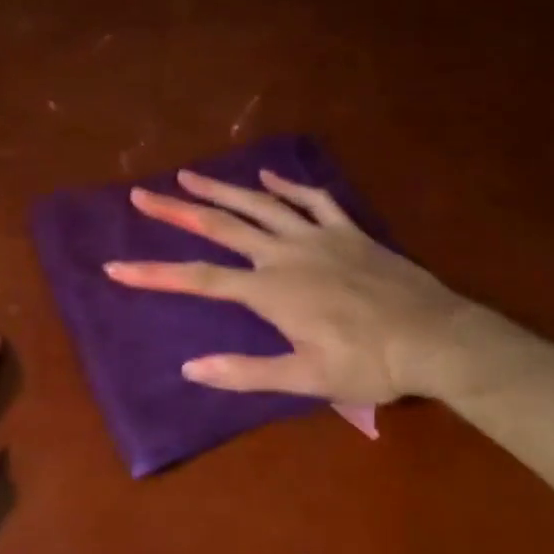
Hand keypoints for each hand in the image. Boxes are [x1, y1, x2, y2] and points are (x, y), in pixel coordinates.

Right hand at [104, 168, 486, 405]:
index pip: (199, 279)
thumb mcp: (306, 379)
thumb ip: (246, 372)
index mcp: (270, 291)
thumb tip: (190, 368)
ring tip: (189, 175)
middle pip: (221, 227)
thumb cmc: (369, 364)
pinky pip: (313, 199)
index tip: (116, 267)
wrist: (437, 338)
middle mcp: (285, 254)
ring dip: (222, 189)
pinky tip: (268, 175)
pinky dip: (288, 184)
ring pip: (261, 204)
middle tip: (142, 195)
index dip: (154, 274)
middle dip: (177, 211)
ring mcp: (318, 237)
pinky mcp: (348, 231)